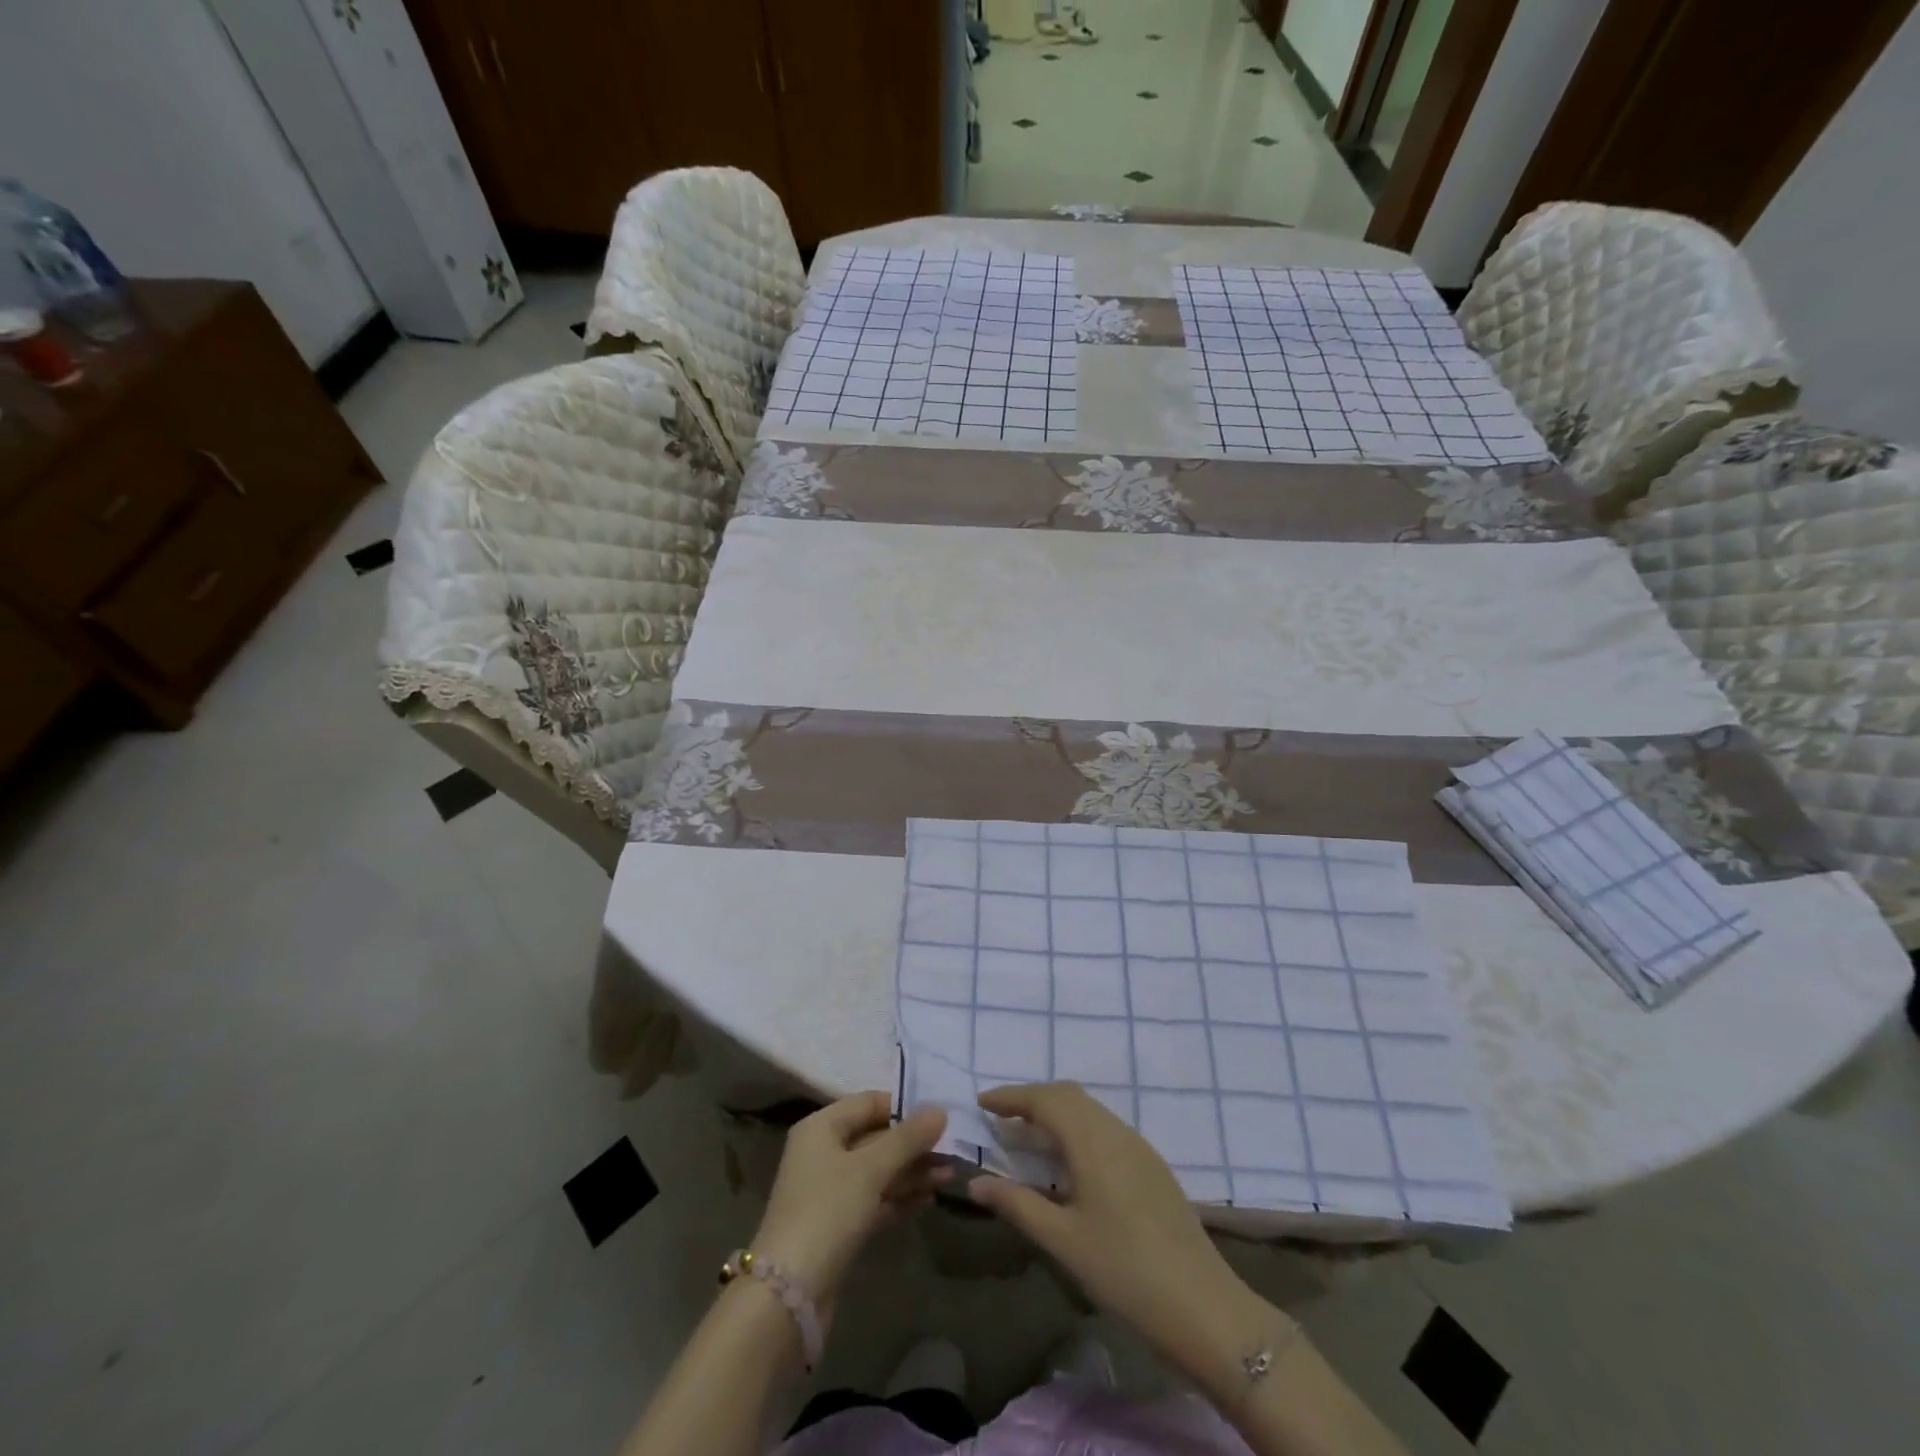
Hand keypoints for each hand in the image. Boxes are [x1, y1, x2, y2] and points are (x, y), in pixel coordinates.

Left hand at [750, 1093, 948, 1320]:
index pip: (869, 1103)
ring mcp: (830, 1191)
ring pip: (878, 1171)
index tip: (940, 1116)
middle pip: (875, 1138)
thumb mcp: (870, 1169)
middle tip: (953, 1150)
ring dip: (912, 1172)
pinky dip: (900, 1197)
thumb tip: (940, 1110)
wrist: (789, 1294)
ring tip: (950, 1175)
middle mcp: (823, 1153)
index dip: (904, 1107)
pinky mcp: (839, 1225)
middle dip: (913, 1145)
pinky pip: (875, 1200)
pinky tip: (929, 1198)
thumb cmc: (827, 1211)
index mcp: (821, 1128)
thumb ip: (907, 1138)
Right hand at [967, 1083, 1279, 1391]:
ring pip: (1090, 1110)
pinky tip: (1068, 1160)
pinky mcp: (1152, 1165)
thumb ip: (1017, 1205)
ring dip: (1056, 1112)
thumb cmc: (1125, 1272)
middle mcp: (1116, 1131)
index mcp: (1092, 1141)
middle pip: (1068, 1095)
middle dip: (1032, 1099)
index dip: (1011, 1096)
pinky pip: (1105, 1127)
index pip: (1045, 1099)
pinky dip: (1078, 1127)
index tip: (982, 1103)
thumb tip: (976, 1182)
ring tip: (1028, 1137)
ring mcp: (1139, 1146)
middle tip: (1001, 1118)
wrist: (1205, 1308)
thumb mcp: (1063, 1240)